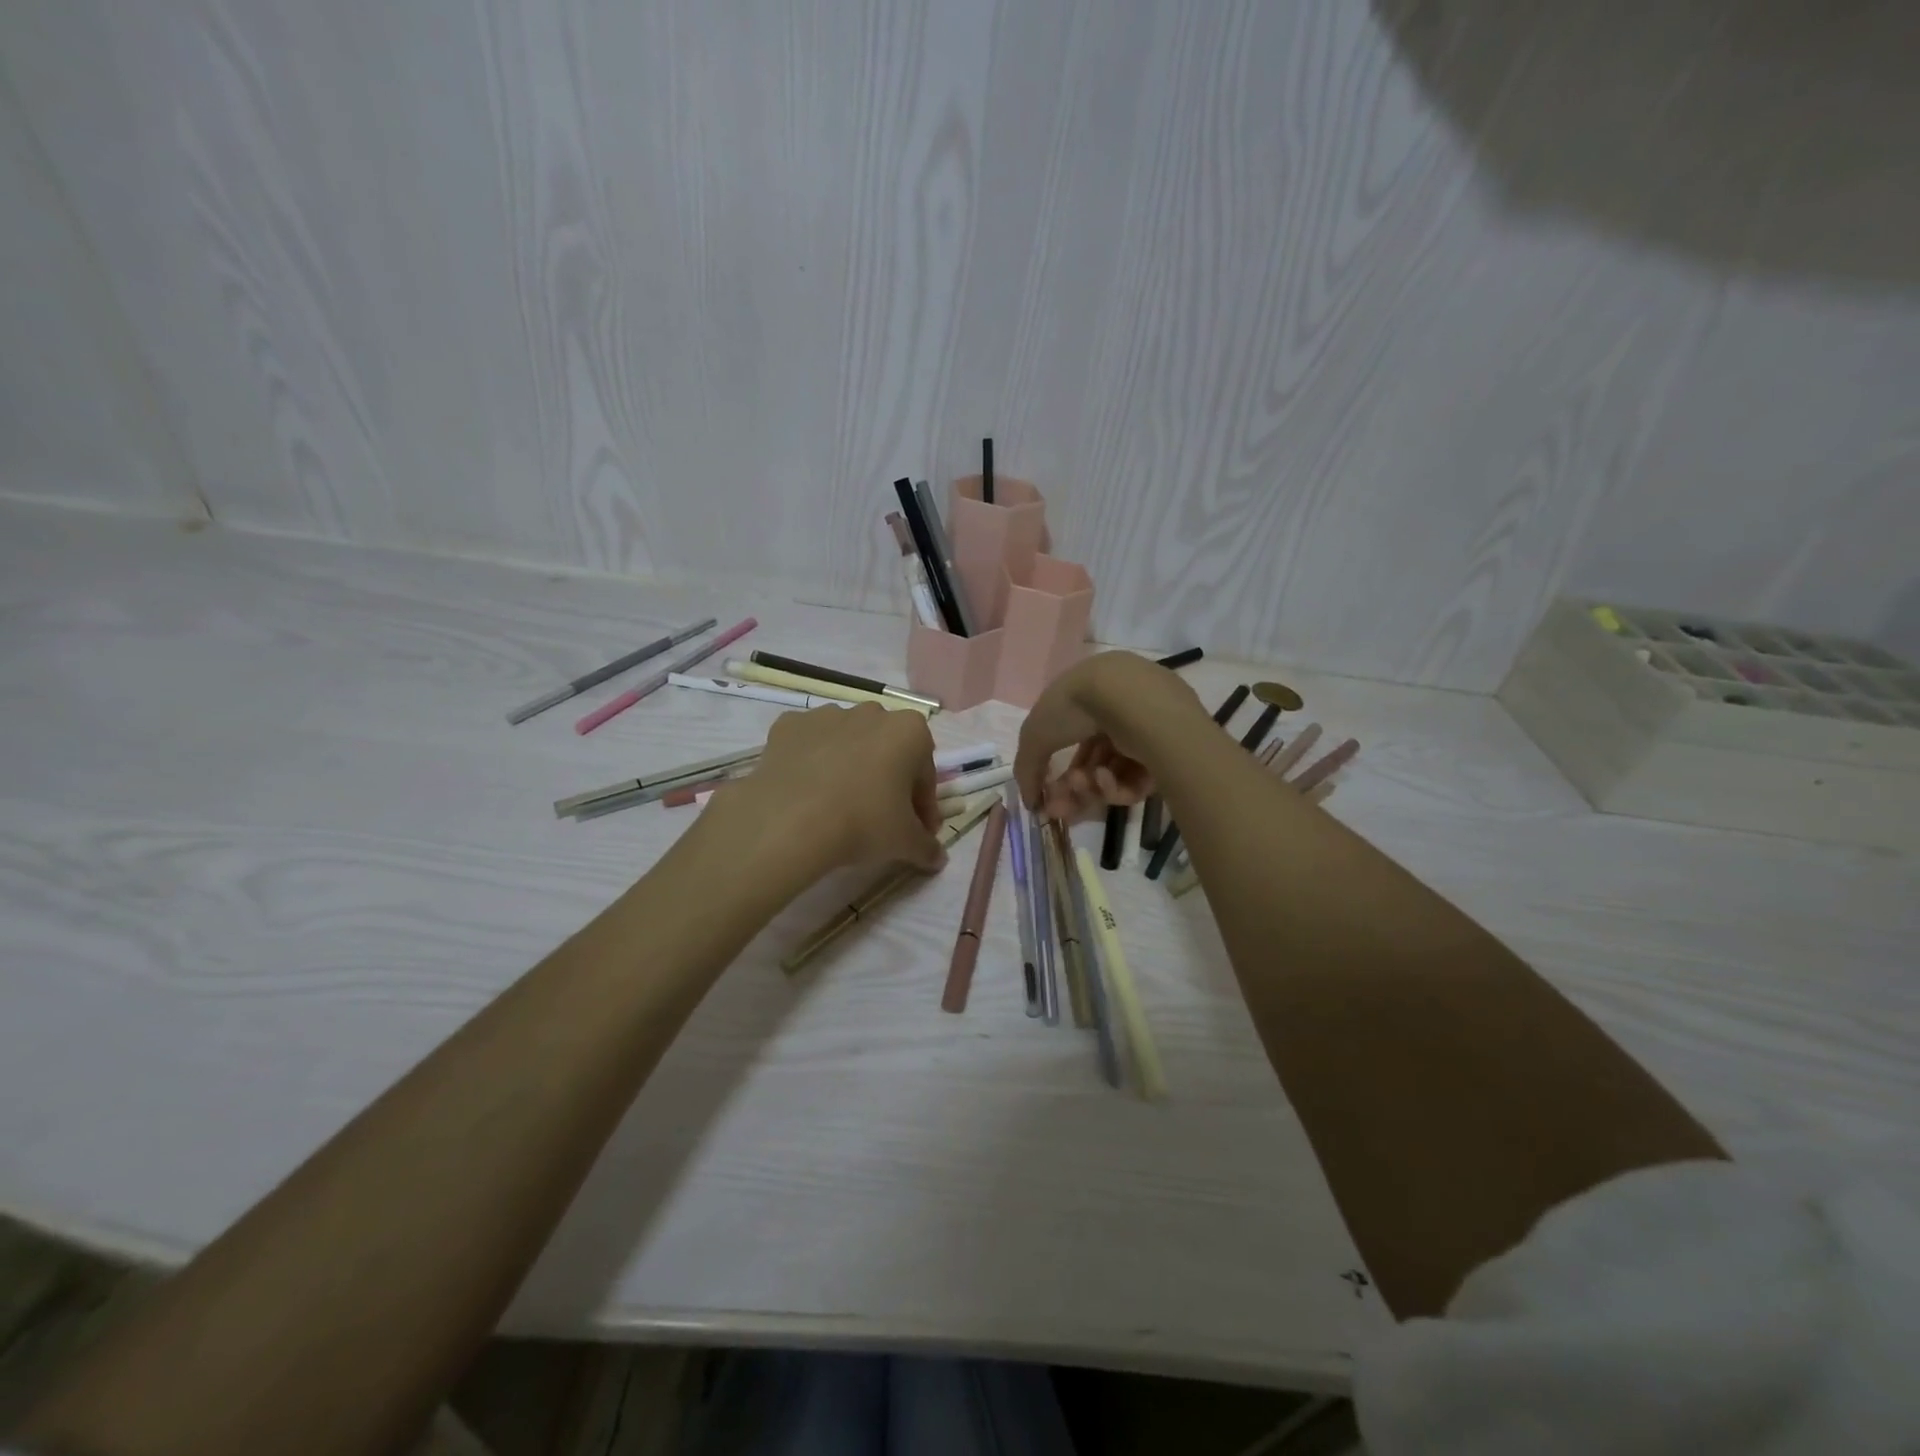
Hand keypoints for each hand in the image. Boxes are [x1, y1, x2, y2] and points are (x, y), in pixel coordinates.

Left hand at [711, 702, 946, 874]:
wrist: (789, 821)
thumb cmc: (863, 822)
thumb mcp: (905, 842)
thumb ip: (927, 847)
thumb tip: (938, 858)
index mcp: (910, 731)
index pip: (925, 774)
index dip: (923, 806)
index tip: (917, 831)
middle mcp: (871, 713)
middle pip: (888, 751)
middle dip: (889, 780)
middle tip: (881, 818)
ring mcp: (826, 715)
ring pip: (848, 742)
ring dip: (850, 767)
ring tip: (840, 805)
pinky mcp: (788, 725)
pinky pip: (809, 744)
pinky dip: (812, 762)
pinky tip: (808, 792)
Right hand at [1014, 652, 1206, 819]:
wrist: (1129, 698)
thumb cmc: (1076, 706)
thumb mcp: (1036, 734)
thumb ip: (1027, 769)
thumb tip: (1030, 802)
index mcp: (1091, 696)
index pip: (1073, 739)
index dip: (1059, 768)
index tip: (1046, 796)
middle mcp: (1120, 711)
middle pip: (1094, 761)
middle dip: (1073, 787)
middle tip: (1059, 809)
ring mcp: (1146, 732)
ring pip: (1114, 774)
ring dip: (1092, 787)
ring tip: (1085, 784)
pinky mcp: (1169, 753)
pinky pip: (1137, 779)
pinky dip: (1118, 786)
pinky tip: (1107, 779)